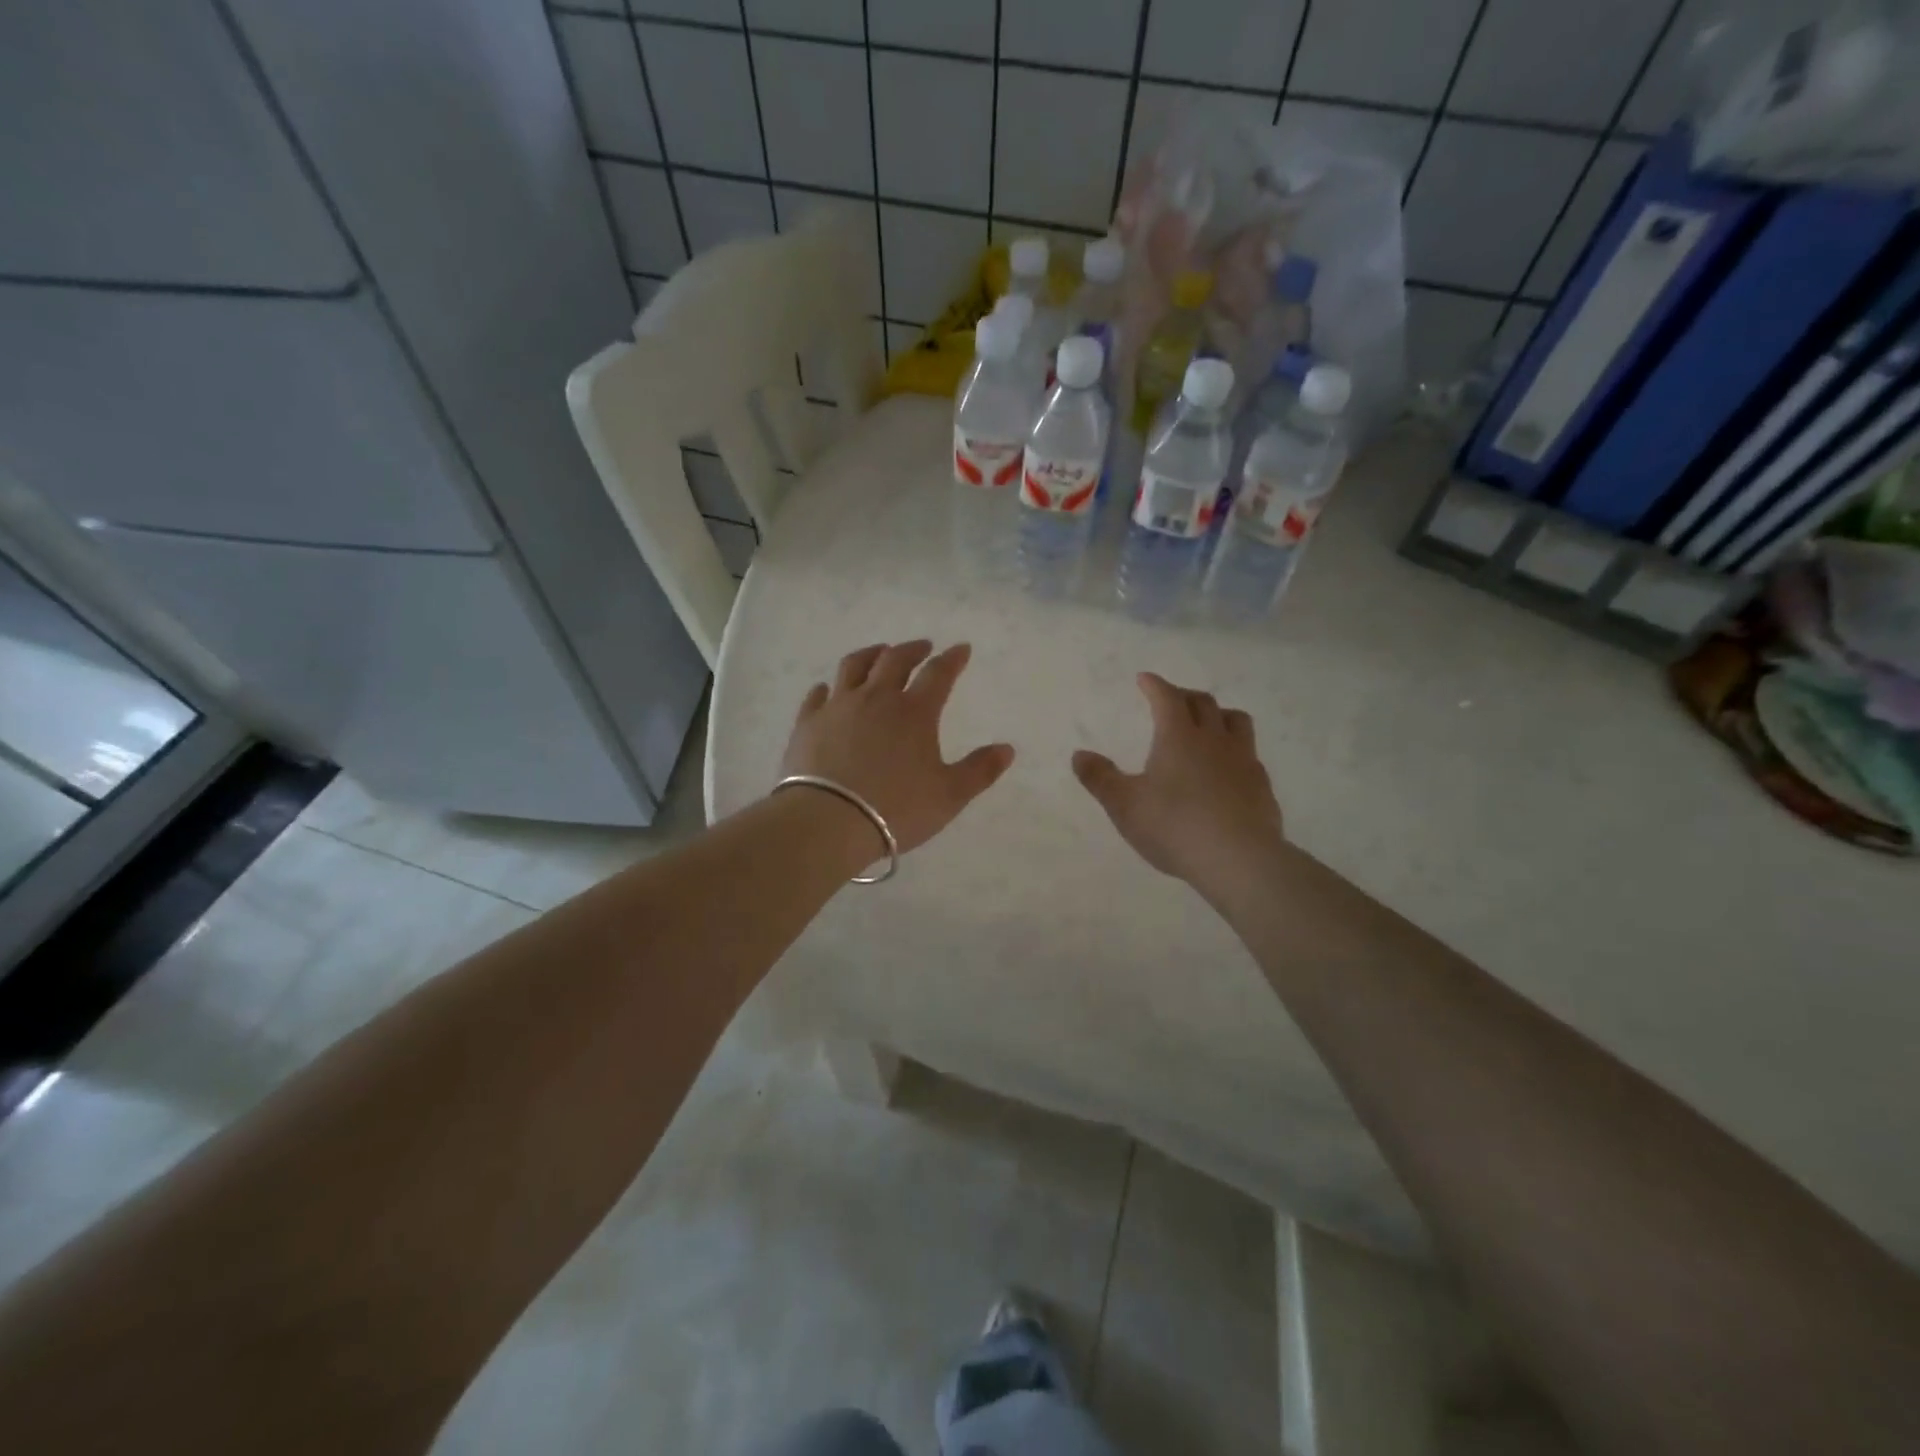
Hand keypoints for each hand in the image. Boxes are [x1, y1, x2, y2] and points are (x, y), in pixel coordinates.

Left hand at [782, 641, 1015, 855]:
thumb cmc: (896, 809)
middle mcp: (876, 698)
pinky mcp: (808, 723)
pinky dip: (827, 688)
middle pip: (894, 660)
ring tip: (879, 653)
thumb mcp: (949, 795)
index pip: (938, 674)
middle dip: (913, 650)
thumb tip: (1007, 748)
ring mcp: (838, 707)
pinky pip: (818, 696)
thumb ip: (979, 770)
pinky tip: (827, 689)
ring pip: (854, 667)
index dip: (952, 659)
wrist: (828, 821)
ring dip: (870, 655)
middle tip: (923, 647)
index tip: (961, 649)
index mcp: (914, 712)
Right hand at [1072, 672, 1284, 886]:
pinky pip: (1249, 753)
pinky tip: (1227, 767)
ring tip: (1207, 723)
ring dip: (1218, 714)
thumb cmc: (1173, 827)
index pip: (1167, 698)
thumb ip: (1100, 778)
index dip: (1154, 685)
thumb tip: (1079, 754)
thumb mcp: (1124, 805)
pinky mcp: (1261, 784)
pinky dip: (1234, 748)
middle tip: (1171, 699)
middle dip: (1184, 695)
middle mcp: (1214, 739)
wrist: (1238, 859)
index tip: (1145, 678)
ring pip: (1235, 720)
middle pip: (1203, 703)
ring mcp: (1243, 760)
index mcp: (1178, 737)